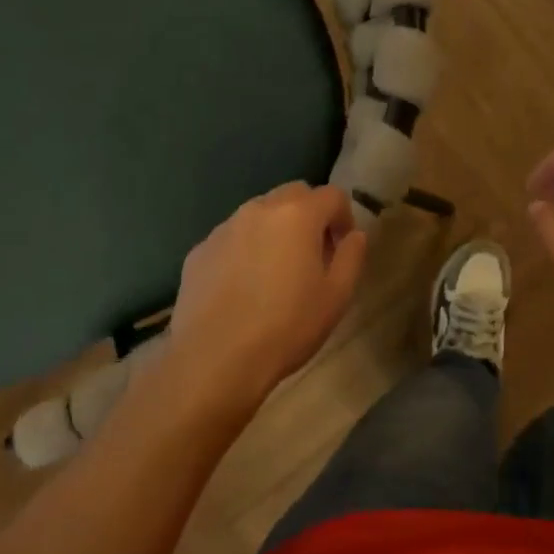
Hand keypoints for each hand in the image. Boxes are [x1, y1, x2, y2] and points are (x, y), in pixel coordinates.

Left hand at [164, 183, 368, 418]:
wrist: (215, 358)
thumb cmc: (287, 326)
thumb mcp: (337, 296)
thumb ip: (352, 256)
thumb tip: (354, 235)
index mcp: (297, 214)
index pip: (332, 195)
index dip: (345, 218)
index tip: (343, 248)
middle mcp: (258, 209)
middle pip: (293, 195)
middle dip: (310, 215)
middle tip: (313, 254)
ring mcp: (223, 228)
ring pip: (259, 215)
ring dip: (275, 231)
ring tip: (276, 273)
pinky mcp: (199, 251)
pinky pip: (232, 239)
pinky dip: (245, 250)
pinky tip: (244, 288)